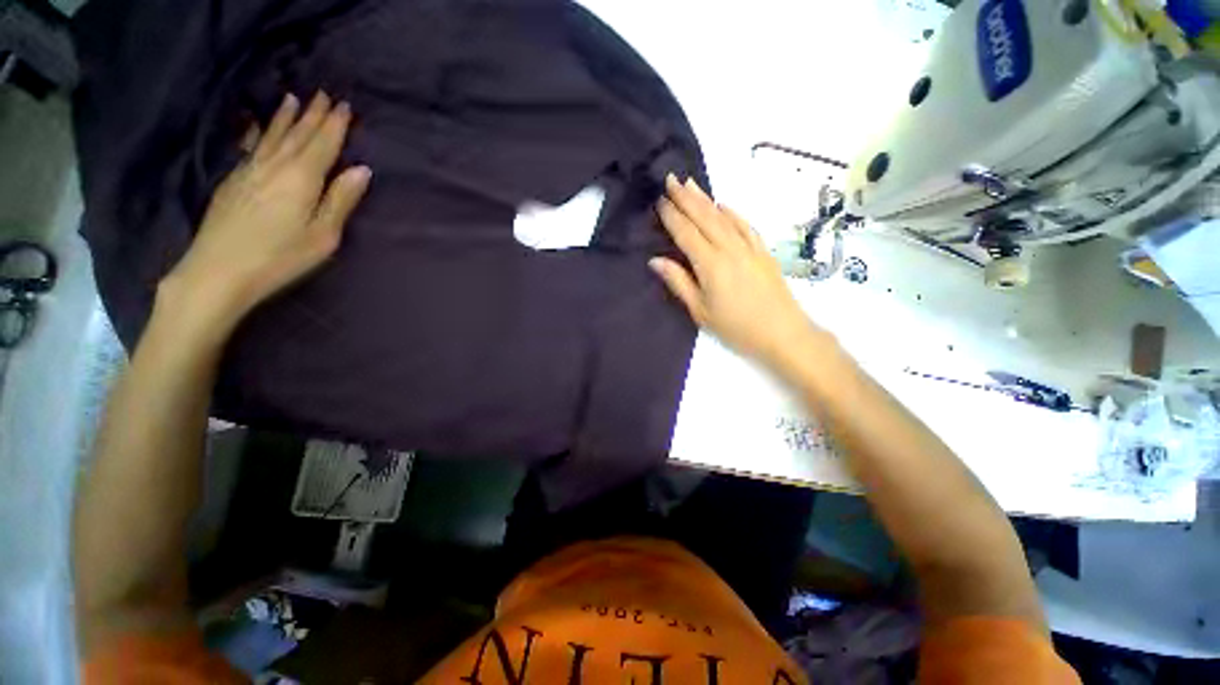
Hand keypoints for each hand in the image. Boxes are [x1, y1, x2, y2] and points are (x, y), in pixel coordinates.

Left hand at [162, 91, 370, 327]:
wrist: (216, 271)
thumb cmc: (273, 261)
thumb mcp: (318, 240)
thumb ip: (340, 202)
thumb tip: (361, 169)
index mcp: (305, 173)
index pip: (325, 139)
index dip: (336, 121)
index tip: (344, 104)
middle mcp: (280, 161)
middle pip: (300, 130)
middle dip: (314, 111)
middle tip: (323, 93)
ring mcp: (252, 168)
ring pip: (273, 133)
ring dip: (285, 116)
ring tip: (292, 99)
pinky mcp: (231, 180)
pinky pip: (251, 147)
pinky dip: (258, 133)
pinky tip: (258, 130)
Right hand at [650, 174, 828, 371]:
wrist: (784, 333)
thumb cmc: (739, 329)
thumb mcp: (702, 313)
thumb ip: (680, 283)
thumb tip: (656, 260)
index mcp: (710, 264)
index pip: (685, 232)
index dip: (671, 215)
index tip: (659, 199)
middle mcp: (729, 248)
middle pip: (703, 217)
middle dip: (685, 197)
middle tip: (670, 178)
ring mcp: (749, 247)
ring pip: (723, 217)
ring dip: (705, 199)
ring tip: (690, 183)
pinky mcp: (764, 251)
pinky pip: (745, 225)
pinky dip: (732, 213)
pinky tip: (722, 205)